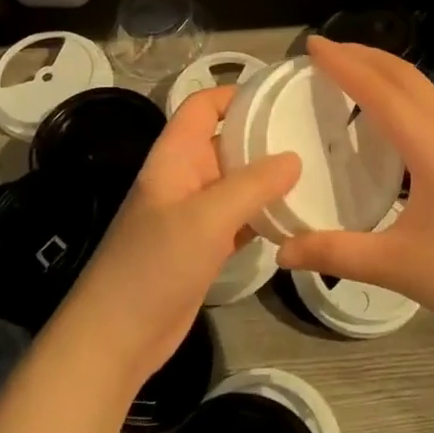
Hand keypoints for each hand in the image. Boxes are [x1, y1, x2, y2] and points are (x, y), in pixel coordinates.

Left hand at [60, 84, 299, 387]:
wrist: (117, 337)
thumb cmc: (155, 264)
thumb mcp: (206, 217)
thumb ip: (252, 185)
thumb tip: (294, 158)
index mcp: (175, 156)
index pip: (203, 106)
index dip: (235, 94)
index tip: (280, 97)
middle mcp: (185, 177)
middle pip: (226, 142)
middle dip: (263, 136)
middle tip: (313, 134)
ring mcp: (195, 214)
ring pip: (237, 182)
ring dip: (268, 178)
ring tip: (316, 169)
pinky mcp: (205, 246)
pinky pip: (241, 218)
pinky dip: (265, 214)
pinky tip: (297, 216)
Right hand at [275, 37, 433, 342]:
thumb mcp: (396, 265)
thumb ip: (335, 253)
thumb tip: (282, 250)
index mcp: (431, 145)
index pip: (378, 90)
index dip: (343, 64)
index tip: (311, 44)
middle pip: (403, 75)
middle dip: (363, 55)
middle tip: (324, 51)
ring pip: (421, 87)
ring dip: (384, 71)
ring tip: (349, 70)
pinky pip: (431, 105)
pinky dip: (400, 92)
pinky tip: (385, 114)